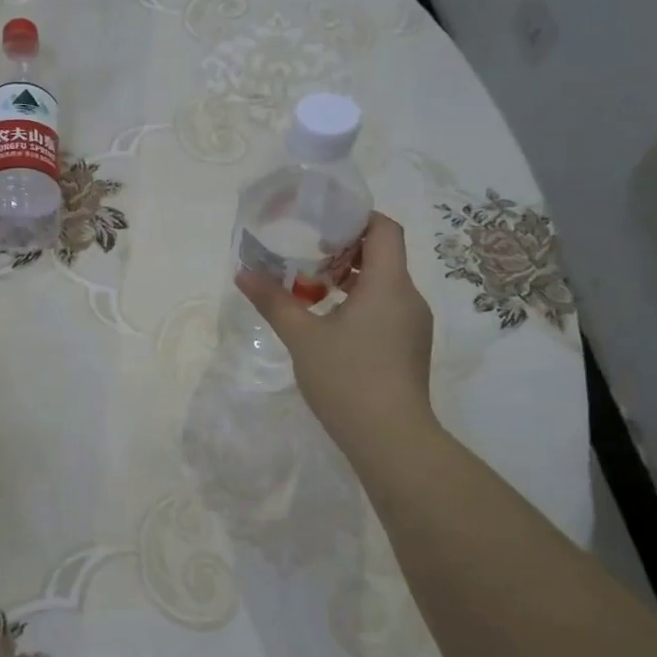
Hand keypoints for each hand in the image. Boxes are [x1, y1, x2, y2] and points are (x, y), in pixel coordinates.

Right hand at [236, 212, 438, 454]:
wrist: (391, 439)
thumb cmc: (348, 377)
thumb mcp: (302, 336)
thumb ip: (273, 301)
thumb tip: (243, 273)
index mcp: (388, 284)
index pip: (385, 229)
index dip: (357, 218)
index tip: (322, 222)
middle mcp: (408, 298)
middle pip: (382, 256)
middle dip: (344, 250)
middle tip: (304, 254)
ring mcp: (412, 325)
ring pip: (383, 286)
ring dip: (348, 280)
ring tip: (309, 289)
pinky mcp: (408, 349)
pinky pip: (385, 310)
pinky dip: (358, 305)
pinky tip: (328, 324)